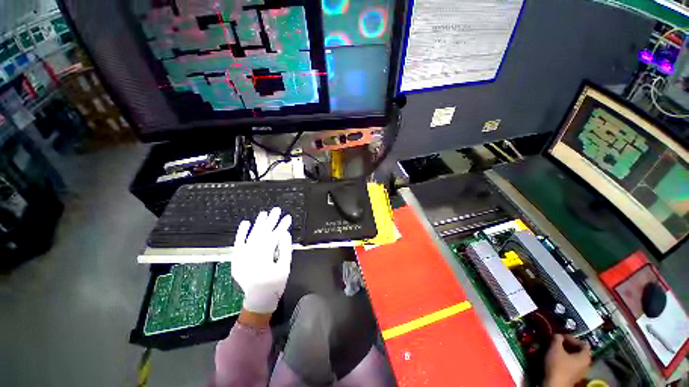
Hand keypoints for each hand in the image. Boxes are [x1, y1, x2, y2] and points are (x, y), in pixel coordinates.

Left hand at [231, 207, 292, 314]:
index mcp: (264, 259)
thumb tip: (284, 233)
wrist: (258, 300)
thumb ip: (285, 249)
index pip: (274, 237)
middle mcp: (251, 256)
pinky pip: (238, 244)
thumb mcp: (285, 267)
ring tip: (264, 213)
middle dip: (270, 221)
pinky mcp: (236, 260)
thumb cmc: (275, 285)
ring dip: (258, 224)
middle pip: (262, 234)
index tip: (288, 217)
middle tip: (276, 210)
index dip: (281, 226)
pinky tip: (245, 223)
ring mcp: (241, 258)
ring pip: (251, 237)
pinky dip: (241, 234)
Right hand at [544, 334, 591, 386]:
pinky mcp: (574, 376)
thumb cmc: (558, 365)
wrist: (555, 384)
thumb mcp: (555, 348)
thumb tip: (558, 335)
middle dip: (568, 346)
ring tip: (556, 349)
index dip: (572, 338)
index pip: (583, 343)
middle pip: (579, 351)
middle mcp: (587, 364)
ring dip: (566, 353)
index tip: (561, 336)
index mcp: (586, 357)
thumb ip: (557, 339)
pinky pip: (572, 364)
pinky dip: (565, 359)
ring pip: (575, 358)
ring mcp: (581, 372)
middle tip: (558, 342)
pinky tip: (557, 358)